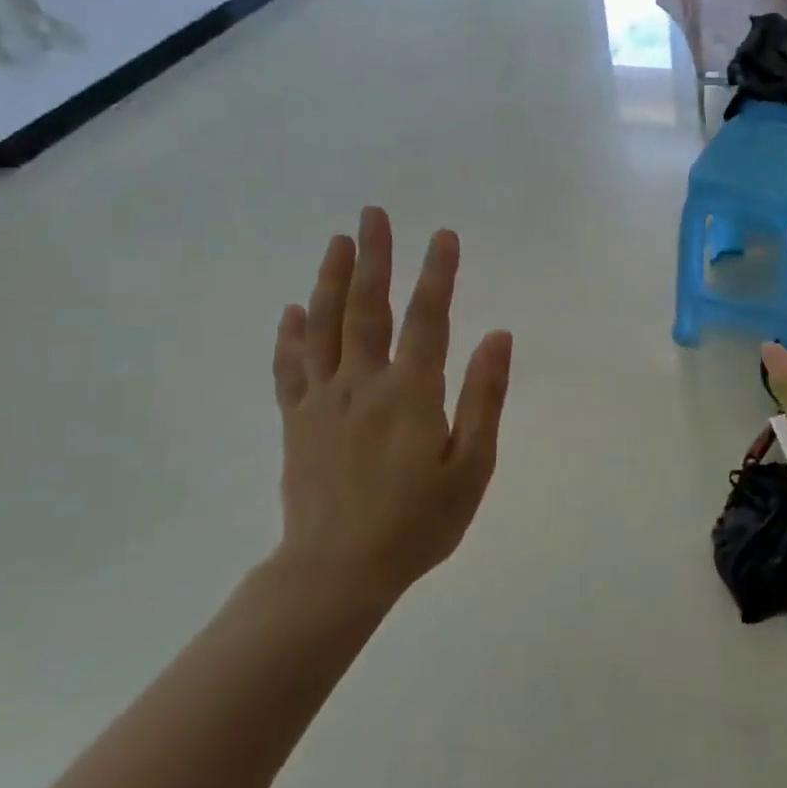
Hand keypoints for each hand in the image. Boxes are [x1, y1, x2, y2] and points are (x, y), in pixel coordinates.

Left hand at [270, 207, 512, 607]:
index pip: (427, 319)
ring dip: (332, 280)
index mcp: (410, 394)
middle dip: (375, 258)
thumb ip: (484, 398)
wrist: (336, 573)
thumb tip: (497, 337)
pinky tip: (291, 310)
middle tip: (374, 214)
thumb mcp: (471, 467)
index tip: (443, 235)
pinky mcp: (296, 422)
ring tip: (338, 242)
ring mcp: (322, 401)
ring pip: (324, 327)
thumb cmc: (417, 523)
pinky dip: (289, 336)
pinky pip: (290, 368)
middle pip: (367, 309)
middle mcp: (363, 385)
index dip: (437, 274)